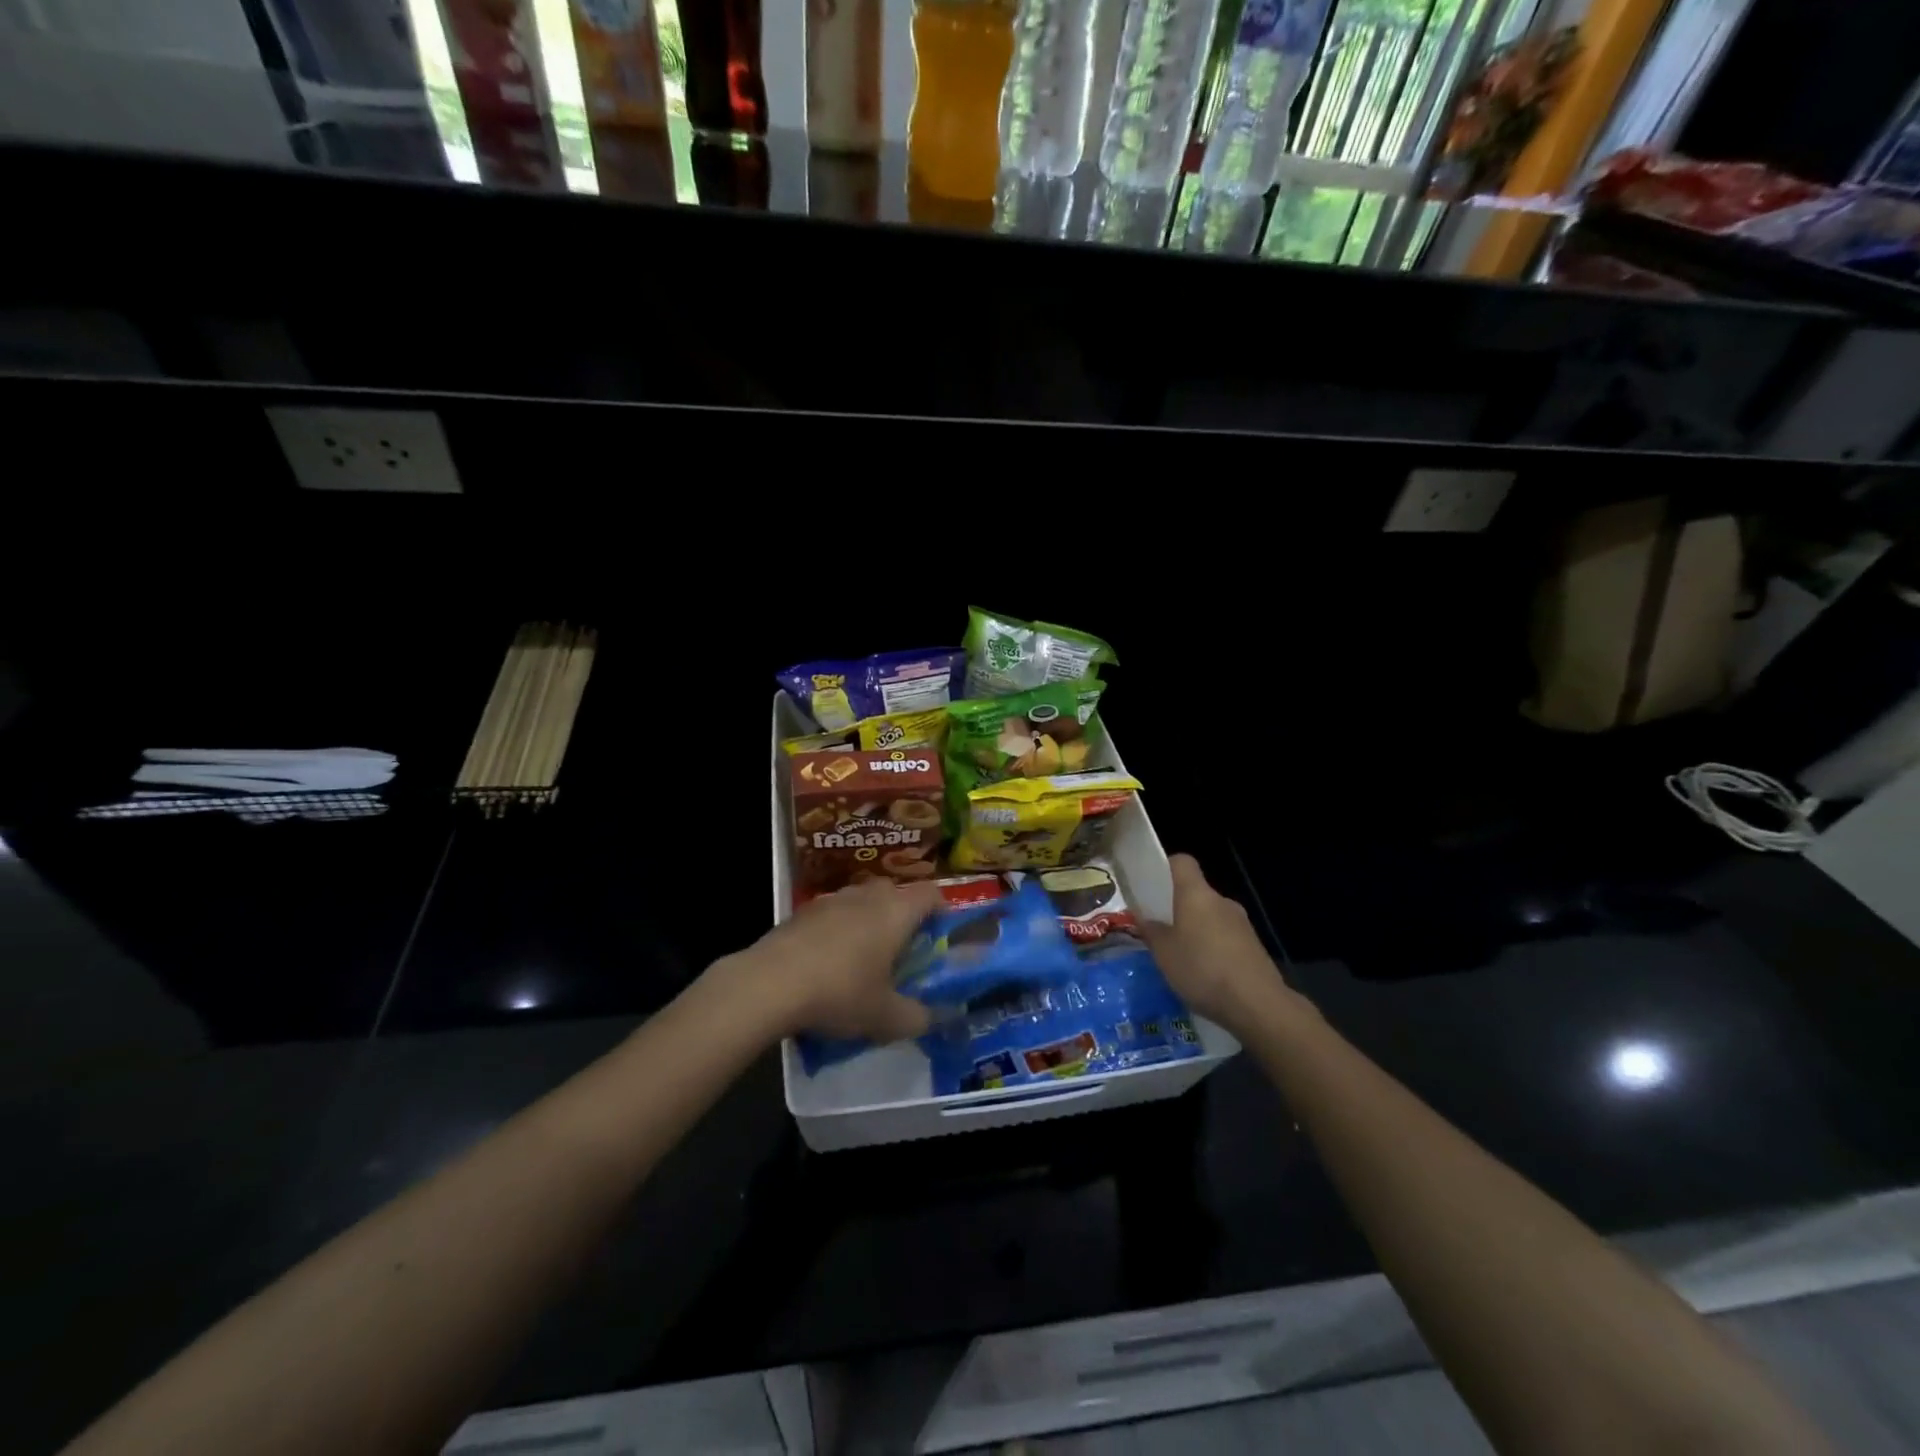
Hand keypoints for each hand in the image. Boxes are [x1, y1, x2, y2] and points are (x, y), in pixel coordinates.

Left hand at [726, 879, 943, 1042]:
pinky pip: (832, 915)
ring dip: (868, 923)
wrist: (769, 984)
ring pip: (861, 902)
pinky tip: (827, 965)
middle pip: (895, 894)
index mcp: (896, 911)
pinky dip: (837, 932)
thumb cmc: (840, 992)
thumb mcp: (886, 1017)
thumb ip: (918, 1018)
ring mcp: (831, 899)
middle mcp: (867, 895)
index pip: (932, 894)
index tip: (940, 939)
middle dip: (903, 918)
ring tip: (863, 961)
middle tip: (902, 953)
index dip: (941, 912)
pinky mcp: (801, 912)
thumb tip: (935, 1018)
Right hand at [1140, 854, 1291, 1035]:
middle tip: (1159, 929)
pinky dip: (1213, 948)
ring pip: (1211, 917)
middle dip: (1177, 907)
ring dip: (1196, 930)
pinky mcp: (1254, 947)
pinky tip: (1204, 974)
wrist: (1257, 1004)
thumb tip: (1145, 918)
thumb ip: (1151, 931)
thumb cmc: (1202, 968)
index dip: (1165, 868)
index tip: (1150, 886)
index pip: (1182, 862)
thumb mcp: (1163, 952)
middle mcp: (1222, 901)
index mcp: (1197, 894)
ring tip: (1179, 957)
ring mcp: (1242, 924)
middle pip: (1196, 893)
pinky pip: (1225, 938)